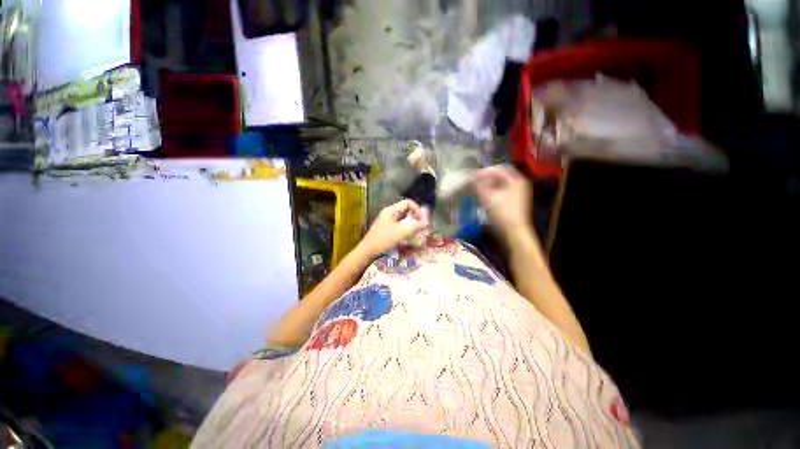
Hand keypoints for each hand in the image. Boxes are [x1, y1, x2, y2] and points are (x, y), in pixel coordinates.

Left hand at [358, 199, 428, 255]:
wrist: (367, 252)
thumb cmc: (382, 240)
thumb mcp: (400, 233)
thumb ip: (414, 226)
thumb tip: (426, 222)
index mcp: (391, 210)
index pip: (408, 203)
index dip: (417, 209)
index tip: (422, 220)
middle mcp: (389, 213)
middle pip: (406, 210)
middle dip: (415, 217)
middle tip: (421, 227)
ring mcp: (387, 221)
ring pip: (403, 218)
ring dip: (411, 223)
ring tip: (417, 232)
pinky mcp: (387, 228)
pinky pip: (399, 224)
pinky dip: (406, 228)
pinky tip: (408, 236)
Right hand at [473, 166, 533, 242]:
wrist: (514, 233)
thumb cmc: (502, 213)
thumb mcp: (488, 197)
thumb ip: (479, 185)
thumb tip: (473, 178)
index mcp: (516, 180)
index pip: (497, 169)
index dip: (483, 172)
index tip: (472, 176)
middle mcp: (519, 184)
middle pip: (500, 176)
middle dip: (486, 178)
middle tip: (474, 182)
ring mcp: (518, 193)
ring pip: (500, 184)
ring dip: (488, 185)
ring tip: (477, 189)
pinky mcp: (514, 202)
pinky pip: (501, 191)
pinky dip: (492, 191)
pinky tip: (484, 196)